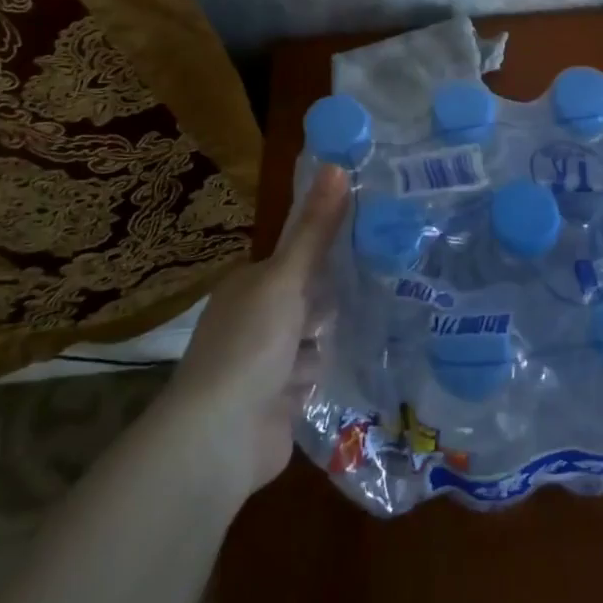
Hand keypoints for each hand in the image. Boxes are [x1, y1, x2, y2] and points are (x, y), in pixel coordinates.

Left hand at [164, 165, 348, 500]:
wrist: (221, 436)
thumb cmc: (251, 343)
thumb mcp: (286, 278)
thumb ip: (315, 229)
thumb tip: (337, 166)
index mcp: (246, 287)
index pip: (294, 260)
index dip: (325, 253)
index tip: (368, 244)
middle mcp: (251, 321)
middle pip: (305, 300)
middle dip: (330, 302)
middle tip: (381, 285)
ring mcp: (261, 365)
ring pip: (312, 340)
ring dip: (327, 342)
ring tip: (371, 328)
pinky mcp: (276, 402)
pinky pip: (311, 376)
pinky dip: (323, 374)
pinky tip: (351, 368)